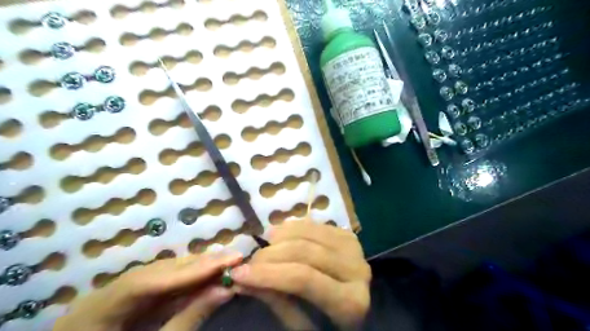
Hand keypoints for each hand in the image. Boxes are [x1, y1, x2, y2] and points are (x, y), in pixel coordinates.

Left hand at [53, 251, 241, 330]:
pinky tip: (206, 275)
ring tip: (225, 263)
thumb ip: (189, 319)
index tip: (227, 261)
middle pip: (157, 272)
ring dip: (195, 269)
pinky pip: (162, 284)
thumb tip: (226, 289)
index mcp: (95, 313)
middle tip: (233, 257)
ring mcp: (115, 295)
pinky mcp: (130, 299)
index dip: (190, 271)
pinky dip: (186, 280)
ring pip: (161, 274)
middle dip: (198, 265)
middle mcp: (103, 295)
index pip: (148, 282)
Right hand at [230, 221, 366, 328]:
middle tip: (249, 262)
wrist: (354, 300)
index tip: (239, 273)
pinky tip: (278, 235)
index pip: (303, 279)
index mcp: (350, 301)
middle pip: (305, 251)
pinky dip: (291, 227)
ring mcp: (353, 247)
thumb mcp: (300, 320)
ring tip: (263, 246)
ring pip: (308, 232)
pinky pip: (313, 224)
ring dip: (278, 237)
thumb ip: (274, 298)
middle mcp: (357, 269)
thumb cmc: (327, 320)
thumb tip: (241, 279)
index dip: (269, 273)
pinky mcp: (347, 234)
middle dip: (270, 255)